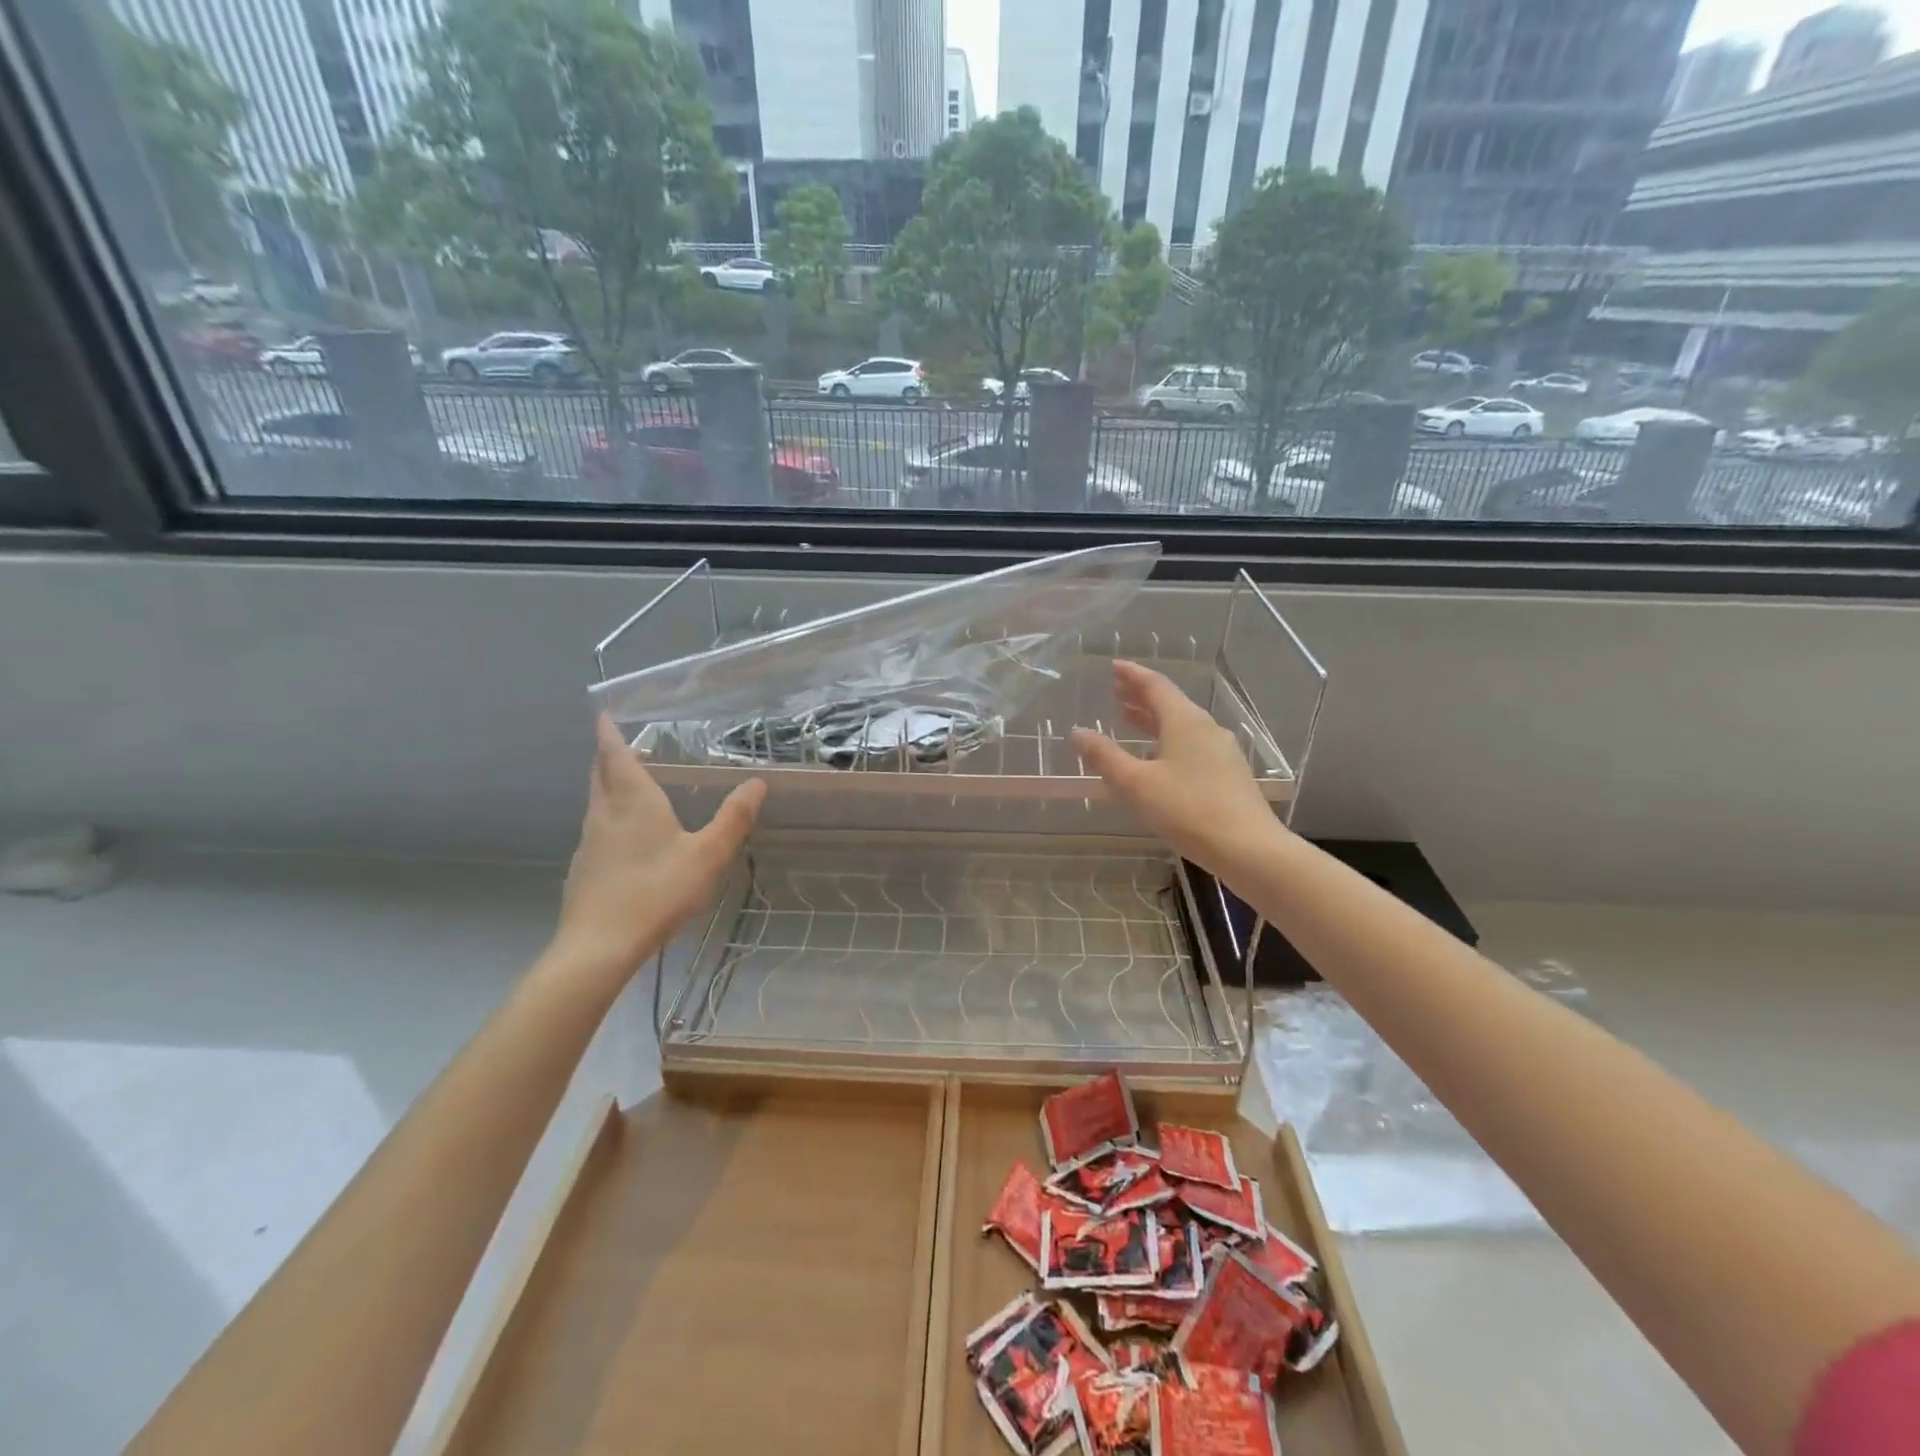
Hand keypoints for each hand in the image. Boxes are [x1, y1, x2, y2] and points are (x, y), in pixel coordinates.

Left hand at [550, 715, 764, 975]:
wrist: (598, 946)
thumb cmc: (656, 891)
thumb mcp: (707, 855)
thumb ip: (732, 819)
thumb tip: (757, 783)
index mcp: (633, 802)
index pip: (616, 757)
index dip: (610, 734)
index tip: (603, 714)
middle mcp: (605, 815)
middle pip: (599, 776)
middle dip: (607, 756)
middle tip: (617, 744)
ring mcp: (589, 843)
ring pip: (596, 803)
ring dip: (607, 786)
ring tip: (625, 784)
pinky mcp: (583, 870)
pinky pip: (596, 830)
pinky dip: (608, 817)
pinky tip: (623, 837)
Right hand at [1070, 661, 1282, 876]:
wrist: (1248, 847)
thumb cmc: (1188, 810)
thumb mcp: (1137, 784)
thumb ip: (1105, 757)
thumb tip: (1077, 733)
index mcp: (1184, 721)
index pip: (1155, 685)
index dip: (1132, 675)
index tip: (1114, 667)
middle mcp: (1205, 727)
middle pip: (1170, 702)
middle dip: (1141, 695)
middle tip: (1116, 691)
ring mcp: (1221, 750)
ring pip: (1181, 724)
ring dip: (1153, 718)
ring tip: (1130, 719)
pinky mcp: (1228, 772)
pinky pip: (1192, 743)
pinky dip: (1168, 738)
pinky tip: (1158, 757)